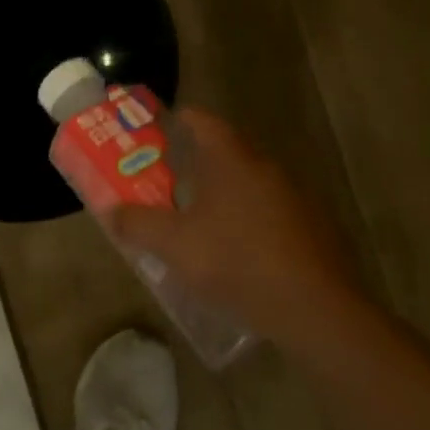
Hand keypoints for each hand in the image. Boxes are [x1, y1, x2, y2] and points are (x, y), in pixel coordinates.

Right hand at [106, 108, 354, 326]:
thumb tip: (112, 211)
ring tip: (199, 221)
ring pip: (250, 184)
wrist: (317, 309)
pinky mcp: (315, 227)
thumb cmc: (236, 262)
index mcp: (231, 159)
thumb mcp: (174, 245)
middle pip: (225, 151)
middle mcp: (265, 167)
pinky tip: (240, 252)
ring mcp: (295, 196)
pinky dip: (251, 221)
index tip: (158, 131)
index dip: (177, 120)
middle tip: (168, 181)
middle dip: (196, 163)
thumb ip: (137, 224)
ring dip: (225, 195)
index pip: (202, 120)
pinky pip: (273, 212)